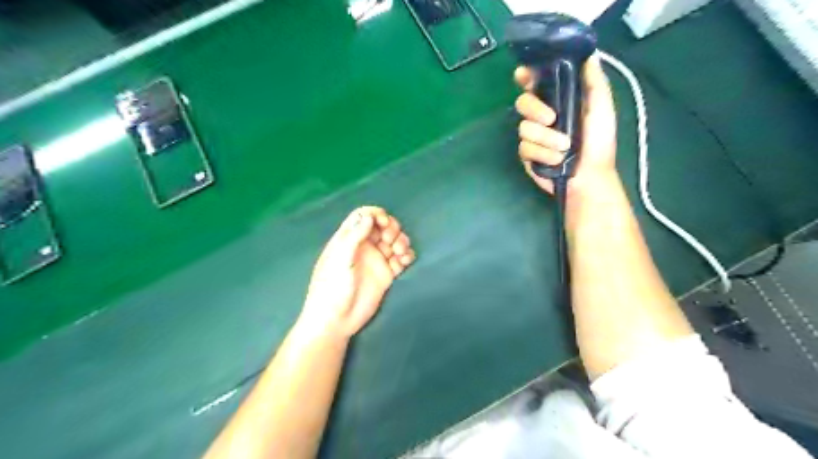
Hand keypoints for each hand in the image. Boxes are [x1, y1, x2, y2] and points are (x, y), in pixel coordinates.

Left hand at [300, 206, 415, 337]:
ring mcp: (376, 261)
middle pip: (382, 227)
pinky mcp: (386, 275)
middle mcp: (364, 247)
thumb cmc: (332, 287)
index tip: (383, 222)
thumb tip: (369, 217)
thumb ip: (354, 236)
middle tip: (390, 240)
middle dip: (391, 228)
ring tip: (400, 253)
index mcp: (348, 239)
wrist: (337, 320)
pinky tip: (405, 261)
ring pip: (394, 241)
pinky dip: (406, 256)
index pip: (363, 216)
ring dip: (401, 241)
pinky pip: (400, 259)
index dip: (375, 214)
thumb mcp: (340, 259)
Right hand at [513, 55, 616, 194]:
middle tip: (551, 119)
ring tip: (564, 147)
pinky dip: (542, 154)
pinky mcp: (527, 154)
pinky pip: (525, 148)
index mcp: (558, 100)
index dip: (526, 76)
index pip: (535, 82)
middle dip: (535, 109)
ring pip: (524, 128)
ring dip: (546, 138)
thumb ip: (594, 82)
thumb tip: (589, 53)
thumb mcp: (602, 108)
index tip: (524, 75)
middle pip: (522, 102)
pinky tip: (556, 160)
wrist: (589, 176)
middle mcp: (542, 115)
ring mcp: (533, 136)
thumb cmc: (599, 142)